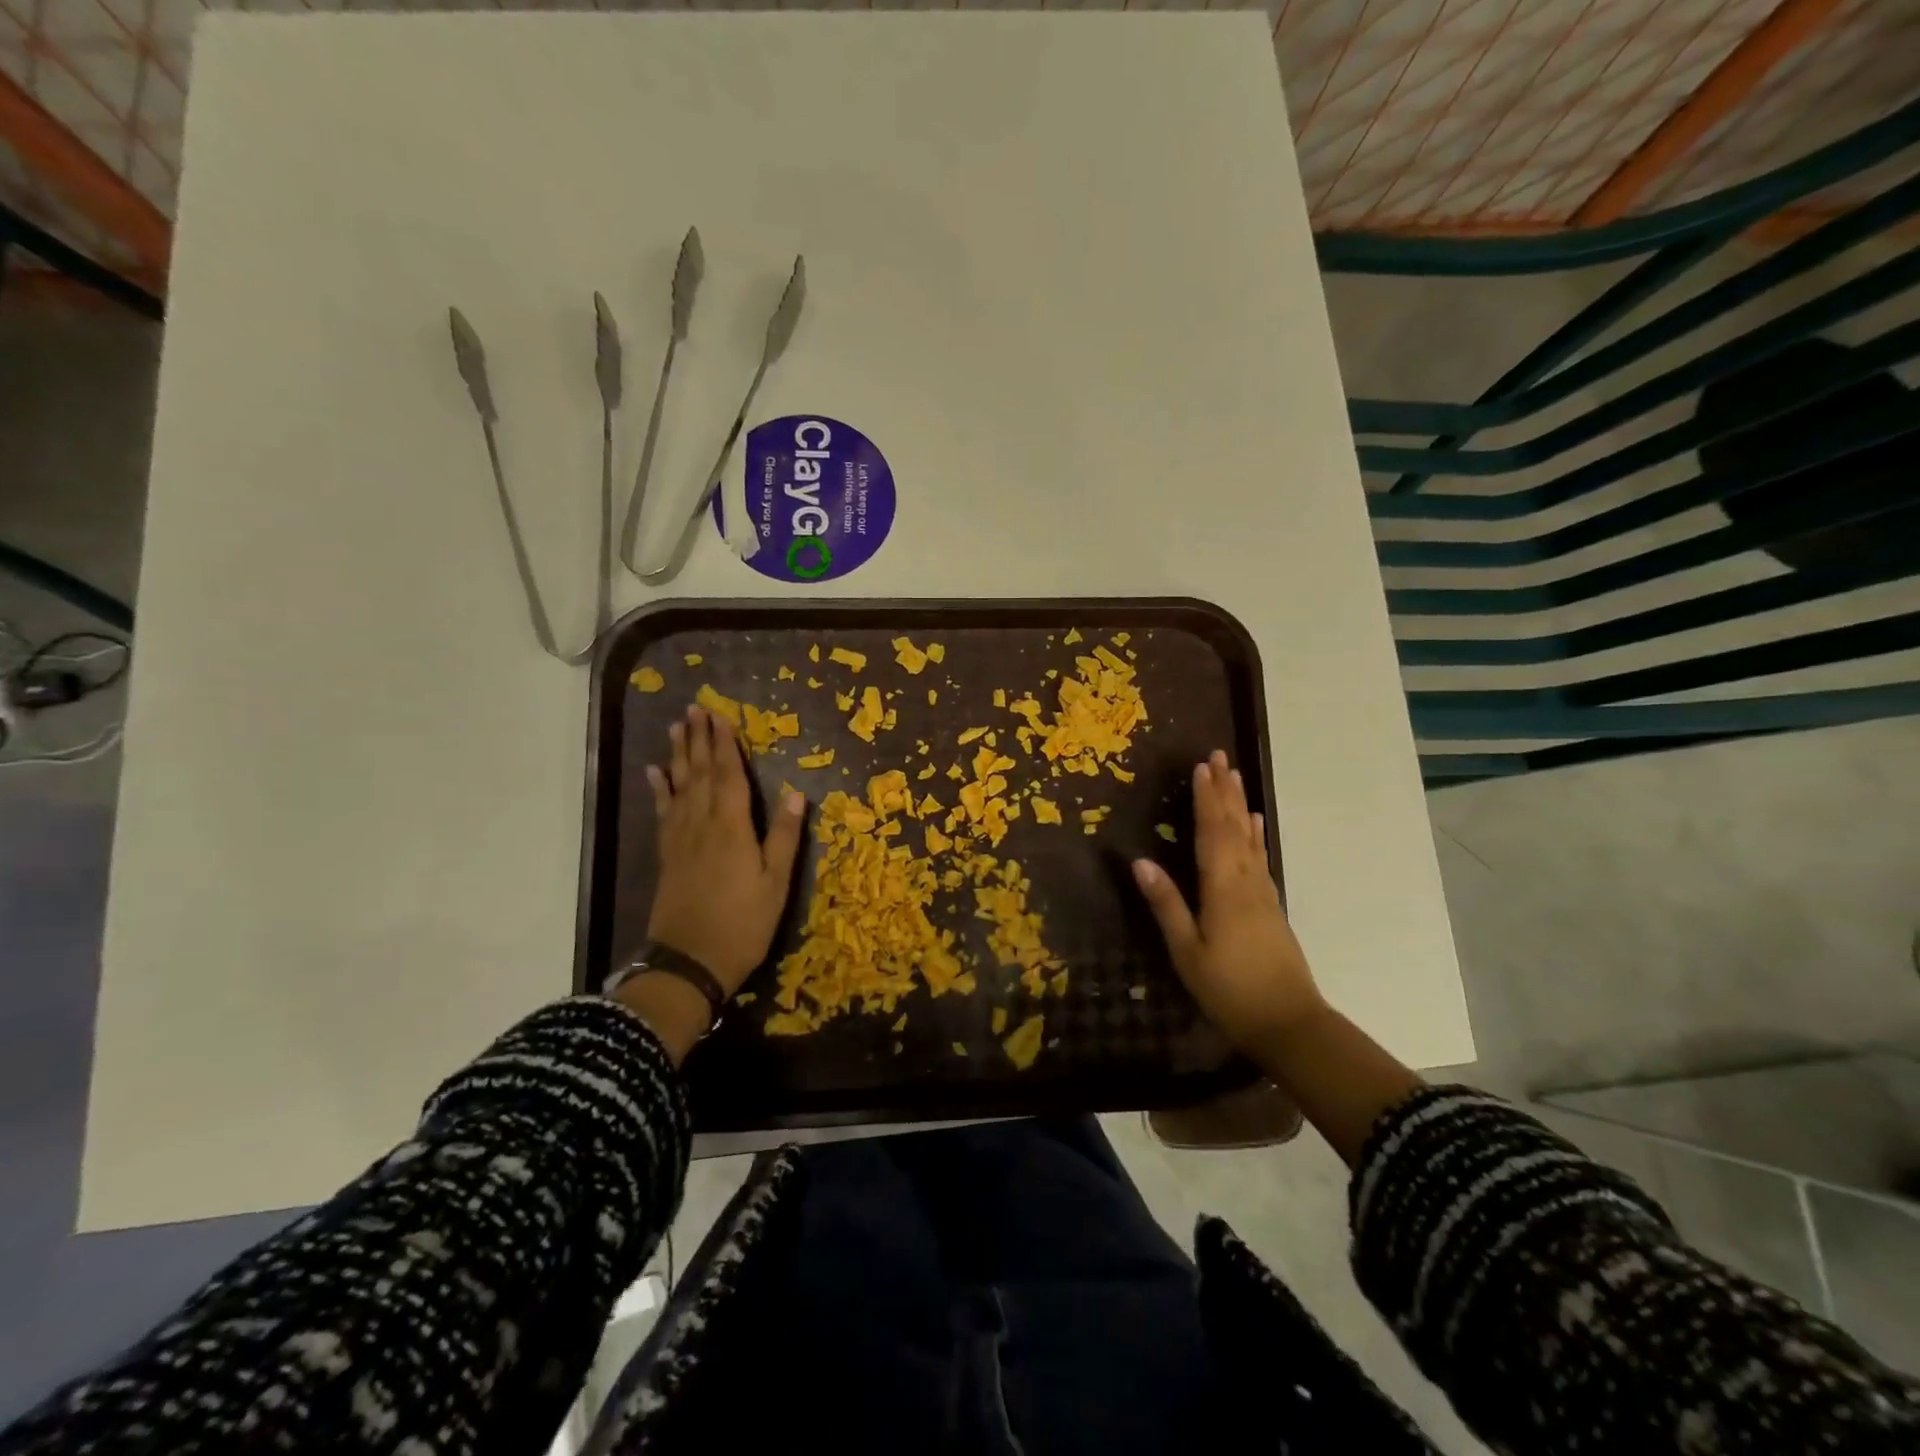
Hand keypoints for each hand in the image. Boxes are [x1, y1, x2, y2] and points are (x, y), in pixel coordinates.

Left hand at [643, 704, 806, 991]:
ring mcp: (681, 839)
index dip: (725, 745)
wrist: (689, 962)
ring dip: (678, 755)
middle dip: (698, 739)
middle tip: (694, 709)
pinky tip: (655, 773)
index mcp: (732, 828)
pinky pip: (663, 812)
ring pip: (679, 787)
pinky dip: (659, 789)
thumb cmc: (742, 924)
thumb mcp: (776, 884)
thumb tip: (796, 792)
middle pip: (700, 774)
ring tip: (676, 728)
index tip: (721, 716)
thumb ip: (785, 836)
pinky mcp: (667, 855)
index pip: (729, 776)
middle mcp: (702, 825)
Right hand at [1131, 750, 1325, 1053]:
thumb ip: (1167, 904)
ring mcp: (1262, 892)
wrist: (1289, 1023)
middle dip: (1224, 790)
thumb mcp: (1187, 951)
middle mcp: (1246, 881)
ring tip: (1234, 776)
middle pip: (1234, 827)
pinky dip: (1255, 834)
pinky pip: (1260, 856)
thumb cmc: (1230, 989)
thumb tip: (1140, 861)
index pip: (1212, 832)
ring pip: (1249, 838)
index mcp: (1222, 888)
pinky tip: (1255, 824)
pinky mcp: (1271, 905)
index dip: (1205, 799)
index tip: (1200, 766)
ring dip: (1239, 805)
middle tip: (1219, 756)